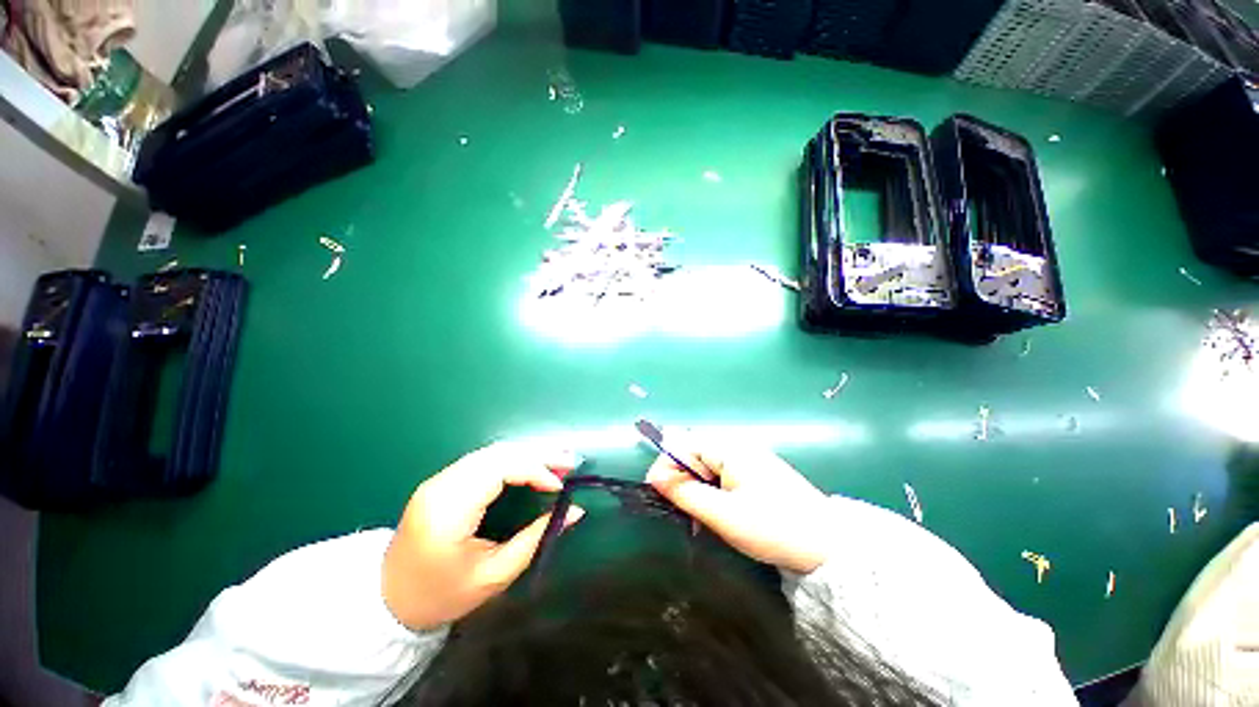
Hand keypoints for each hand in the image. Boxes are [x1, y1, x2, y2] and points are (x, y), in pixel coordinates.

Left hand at [383, 443, 584, 630]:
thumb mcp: (495, 575)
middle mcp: (441, 485)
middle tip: (570, 462)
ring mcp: (439, 479)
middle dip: (538, 454)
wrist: (388, 601)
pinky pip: (485, 459)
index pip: (498, 469)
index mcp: (448, 510)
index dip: (535, 470)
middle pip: (498, 453)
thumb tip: (575, 511)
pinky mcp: (442, 480)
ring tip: (557, 461)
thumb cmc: (442, 595)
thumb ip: (536, 537)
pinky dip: (514, 459)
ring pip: (493, 451)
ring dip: (528, 453)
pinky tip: (532, 465)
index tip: (560, 486)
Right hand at [646, 437, 831, 573]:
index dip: (666, 465)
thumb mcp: (723, 515)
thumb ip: (686, 493)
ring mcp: (748, 458)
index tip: (656, 492)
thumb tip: (656, 479)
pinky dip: (710, 488)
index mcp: (730, 448)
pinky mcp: (755, 472)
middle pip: (693, 451)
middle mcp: (737, 446)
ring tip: (693, 513)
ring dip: (694, 484)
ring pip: (706, 464)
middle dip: (679, 476)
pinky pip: (721, 473)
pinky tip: (713, 509)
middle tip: (675, 506)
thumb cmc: (774, 528)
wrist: (829, 546)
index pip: (684, 443)